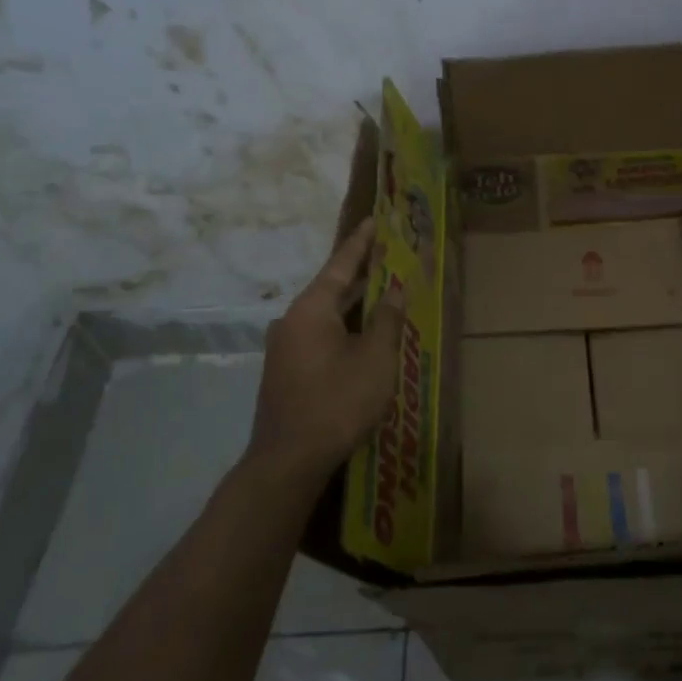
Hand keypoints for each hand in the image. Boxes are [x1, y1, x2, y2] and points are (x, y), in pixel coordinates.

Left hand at [248, 218, 405, 484]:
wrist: (288, 460)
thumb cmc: (337, 402)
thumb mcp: (375, 358)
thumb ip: (387, 320)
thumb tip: (395, 290)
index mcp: (311, 309)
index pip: (340, 264)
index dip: (362, 242)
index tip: (376, 219)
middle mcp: (293, 320)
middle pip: (332, 287)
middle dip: (362, 273)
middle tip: (390, 254)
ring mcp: (286, 346)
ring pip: (326, 313)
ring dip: (354, 303)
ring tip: (384, 289)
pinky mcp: (287, 369)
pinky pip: (320, 333)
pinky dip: (344, 325)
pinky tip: (364, 332)